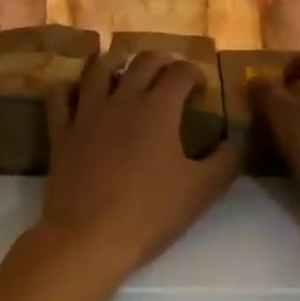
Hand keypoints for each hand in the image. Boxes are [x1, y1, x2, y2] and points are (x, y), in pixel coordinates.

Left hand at [36, 50, 238, 278]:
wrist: (88, 239)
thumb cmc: (150, 213)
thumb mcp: (202, 190)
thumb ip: (227, 160)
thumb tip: (239, 138)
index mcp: (159, 107)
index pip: (181, 71)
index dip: (195, 74)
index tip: (201, 90)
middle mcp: (123, 98)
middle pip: (142, 61)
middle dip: (161, 61)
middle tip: (170, 76)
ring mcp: (87, 112)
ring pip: (99, 68)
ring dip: (116, 61)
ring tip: (125, 67)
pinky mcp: (62, 131)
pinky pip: (61, 96)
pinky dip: (71, 88)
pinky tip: (78, 92)